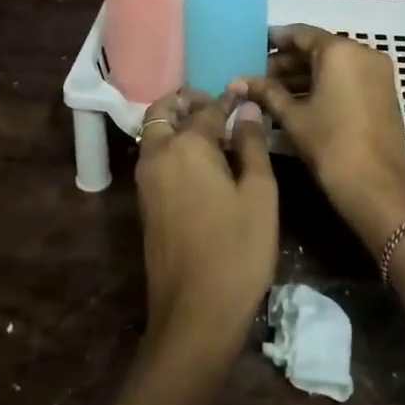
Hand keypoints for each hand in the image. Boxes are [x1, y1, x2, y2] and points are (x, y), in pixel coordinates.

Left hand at [135, 89, 278, 359]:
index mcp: (186, 146)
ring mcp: (145, 181)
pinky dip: (170, 144)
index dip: (228, 99)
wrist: (195, 312)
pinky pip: (154, 157)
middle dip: (187, 101)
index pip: (207, 108)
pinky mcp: (145, 203)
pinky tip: (202, 161)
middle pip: (163, 111)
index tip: (244, 92)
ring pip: (154, 134)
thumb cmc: (237, 250)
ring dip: (176, 122)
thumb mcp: (259, 195)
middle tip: (217, 106)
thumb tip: (246, 112)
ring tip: (213, 131)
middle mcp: (157, 155)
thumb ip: (252, 146)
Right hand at [242, 25, 404, 253]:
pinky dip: (324, 84)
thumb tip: (238, 81)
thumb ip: (266, 93)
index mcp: (340, 50)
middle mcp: (363, 53)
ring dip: (304, 75)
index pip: (301, 34)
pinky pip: (348, 77)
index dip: (275, 40)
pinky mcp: (383, 92)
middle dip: (288, 62)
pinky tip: (298, 101)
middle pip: (318, 48)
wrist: (377, 187)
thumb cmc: (330, 145)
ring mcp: (377, 73)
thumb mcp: (293, 117)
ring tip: (272, 92)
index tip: (254, 47)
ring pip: (334, 65)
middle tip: (259, 77)